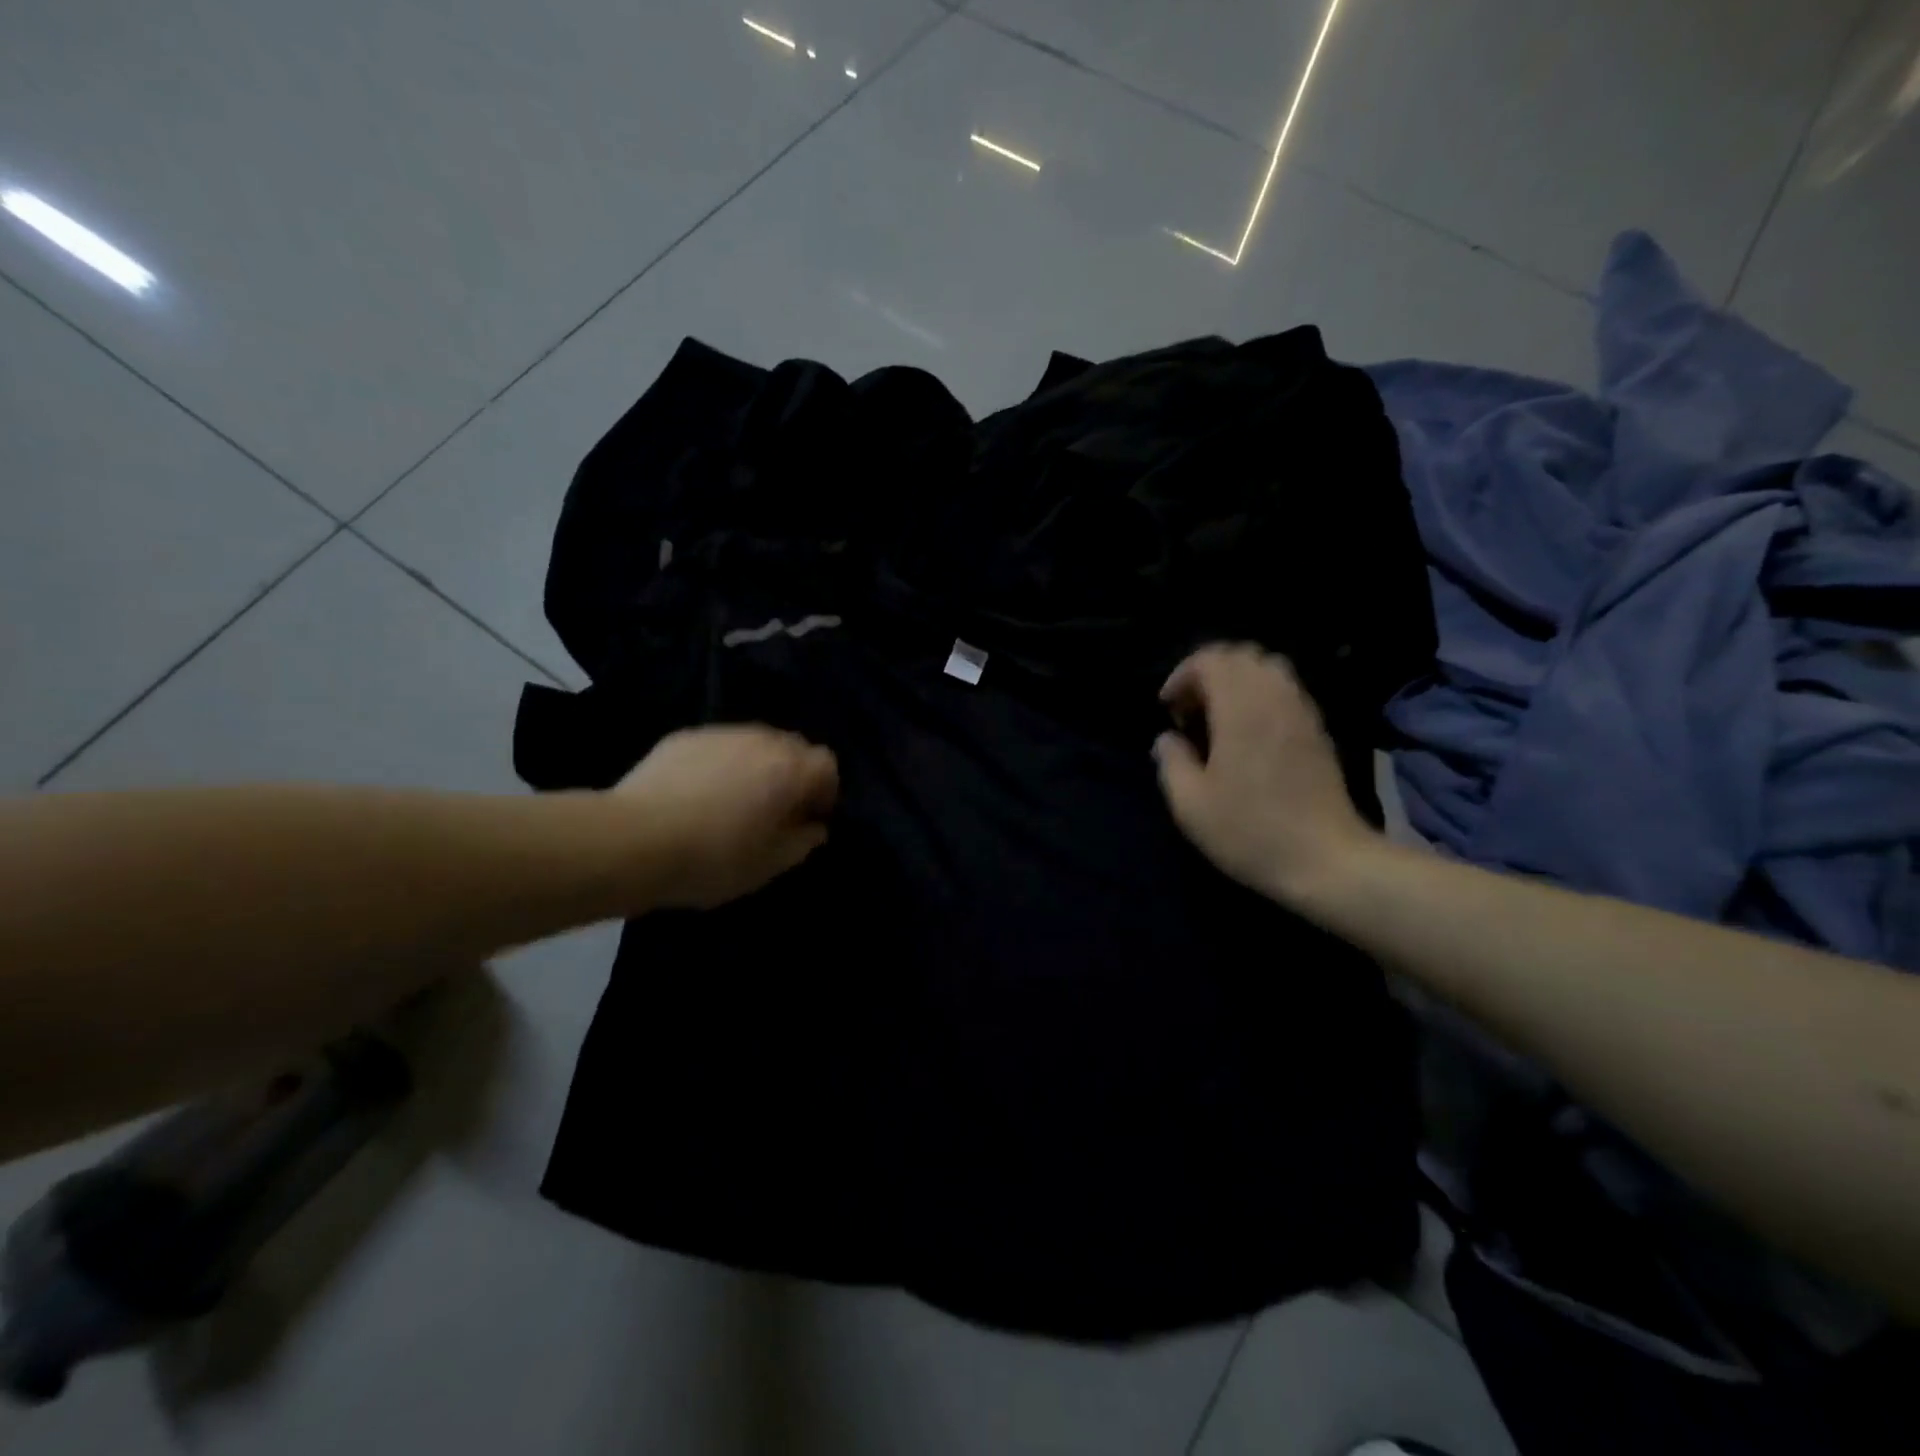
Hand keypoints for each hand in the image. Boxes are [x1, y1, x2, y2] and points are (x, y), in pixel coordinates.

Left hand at [614, 725, 839, 909]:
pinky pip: (719, 746)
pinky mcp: (684, 736)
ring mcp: (721, 733)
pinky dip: (721, 764)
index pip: (828, 765)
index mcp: (791, 769)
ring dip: (757, 766)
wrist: (632, 840)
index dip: (825, 792)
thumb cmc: (713, 857)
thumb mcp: (769, 865)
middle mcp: (762, 740)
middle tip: (774, 810)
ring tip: (734, 800)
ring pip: (755, 743)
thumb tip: (813, 827)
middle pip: (793, 748)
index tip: (807, 820)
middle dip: (793, 774)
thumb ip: (802, 842)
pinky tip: (698, 794)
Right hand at [1153, 644, 1376, 906]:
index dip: (1182, 674)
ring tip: (1218, 718)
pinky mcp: (1317, 729)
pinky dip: (1260, 695)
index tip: (1169, 709)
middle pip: (1241, 655)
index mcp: (1241, 709)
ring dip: (1236, 682)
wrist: (1326, 861)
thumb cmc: (1250, 831)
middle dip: (1209, 672)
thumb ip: (1171, 761)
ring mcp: (1302, 711)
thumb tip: (1167, 739)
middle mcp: (1274, 698)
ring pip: (1268, 668)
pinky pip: (1285, 689)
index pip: (1211, 659)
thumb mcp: (1190, 804)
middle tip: (1192, 710)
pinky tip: (1248, 733)